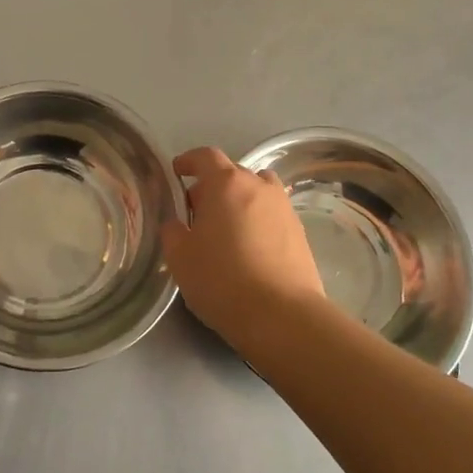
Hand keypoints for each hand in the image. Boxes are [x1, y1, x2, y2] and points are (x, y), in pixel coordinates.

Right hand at [161, 146, 323, 345]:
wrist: (282, 315)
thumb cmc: (222, 280)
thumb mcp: (180, 258)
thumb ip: (172, 232)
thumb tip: (176, 223)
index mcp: (226, 184)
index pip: (206, 157)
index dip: (189, 161)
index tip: (177, 171)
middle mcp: (259, 187)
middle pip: (233, 173)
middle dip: (212, 185)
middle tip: (197, 211)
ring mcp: (284, 208)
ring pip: (257, 191)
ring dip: (239, 200)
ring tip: (227, 227)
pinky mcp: (300, 232)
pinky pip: (272, 214)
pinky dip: (257, 220)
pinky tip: (249, 247)